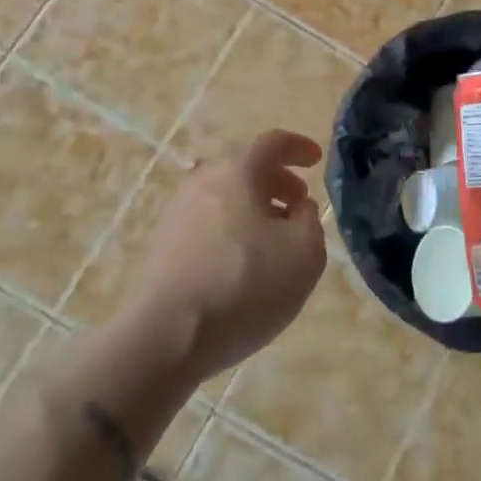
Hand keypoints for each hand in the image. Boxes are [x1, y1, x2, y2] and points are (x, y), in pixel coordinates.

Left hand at [123, 130, 327, 382]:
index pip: (272, 142)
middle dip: (277, 179)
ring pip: (226, 195)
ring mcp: (178, 212)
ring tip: (276, 238)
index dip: (298, 147)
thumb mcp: (304, 254)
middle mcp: (203, 180)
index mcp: (237, 170)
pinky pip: (209, 221)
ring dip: (255, 207)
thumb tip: (298, 208)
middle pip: (245, 167)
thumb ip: (311, 221)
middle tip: (299, 202)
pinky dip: (233, 228)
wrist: (165, 338)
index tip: (316, 160)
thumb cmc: (244, 285)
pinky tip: (245, 263)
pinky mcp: (164, 245)